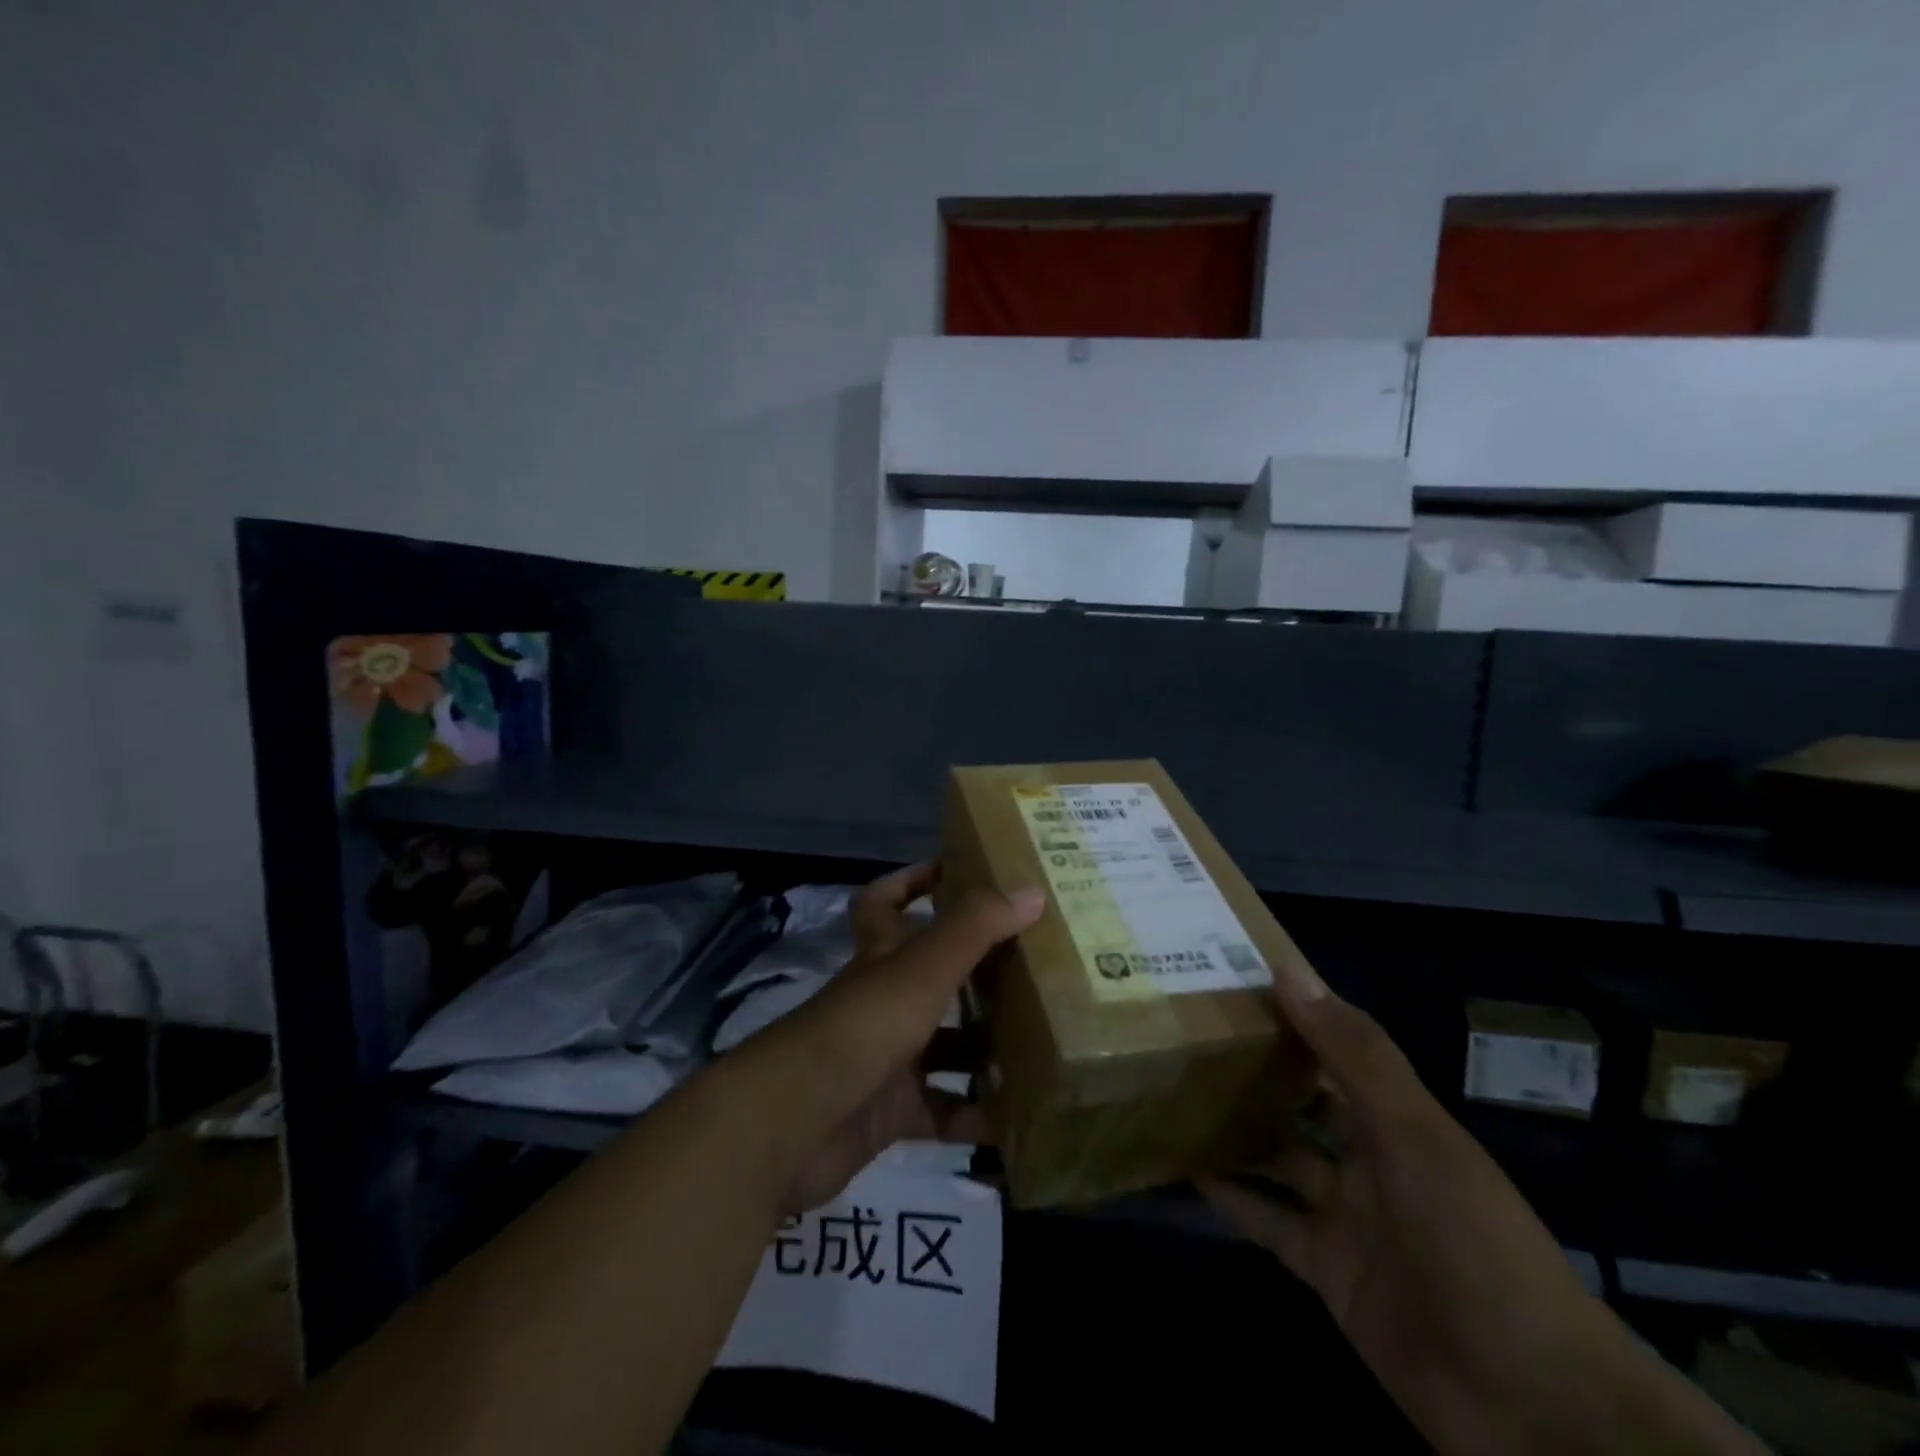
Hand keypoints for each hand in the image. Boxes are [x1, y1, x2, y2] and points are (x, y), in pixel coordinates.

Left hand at [743, 863, 1043, 1212]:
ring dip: (984, 1047)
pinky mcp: (890, 1111)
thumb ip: (976, 928)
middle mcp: (882, 999)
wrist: (798, 1122)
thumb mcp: (924, 967)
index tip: (956, 873)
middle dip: (975, 971)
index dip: (913, 881)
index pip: (885, 902)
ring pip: (944, 1045)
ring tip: (1043, 1043)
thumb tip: (1032, 891)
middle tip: (1032, 966)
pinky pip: (943, 1111)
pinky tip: (1018, 1115)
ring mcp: (885, 1057)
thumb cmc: (865, 1024)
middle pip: (930, 976)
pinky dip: (975, 1115)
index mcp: (882, 954)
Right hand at [1204, 963, 1760, 1454]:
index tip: (1228, 982)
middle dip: (1252, 1070)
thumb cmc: (1473, 1241)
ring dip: (1235, 1129)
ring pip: (1278, 1157)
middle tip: (1183, 1033)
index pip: (1333, 1049)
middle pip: (1300, 1101)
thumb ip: (1353, 1053)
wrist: (1532, 1404)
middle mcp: (1368, 1158)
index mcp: (1395, 1118)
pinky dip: (1232, 1197)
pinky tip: (1186, 1169)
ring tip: (1173, 1091)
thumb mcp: (1415, 1134)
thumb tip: (1288, 971)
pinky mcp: (1327, 1270)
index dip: (1288, 1014)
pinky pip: (1268, 1222)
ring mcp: (1346, 1217)